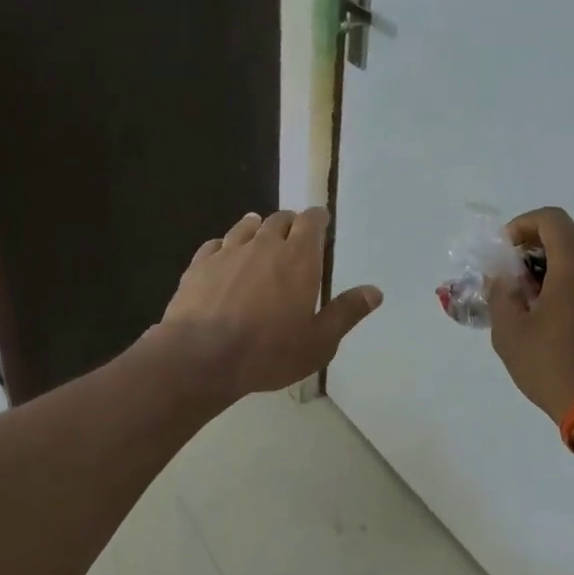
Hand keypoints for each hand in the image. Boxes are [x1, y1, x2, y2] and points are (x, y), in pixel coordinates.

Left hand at [158, 208, 383, 398]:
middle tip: (294, 235)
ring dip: (256, 228)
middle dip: (289, 223)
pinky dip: (225, 246)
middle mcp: (264, 244)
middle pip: (279, 219)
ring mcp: (228, 252)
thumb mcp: (319, 342)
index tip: (321, 221)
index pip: (311, 221)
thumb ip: (346, 313)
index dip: (317, 218)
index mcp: (298, 258)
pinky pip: (215, 244)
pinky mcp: (199, 265)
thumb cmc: (268, 352)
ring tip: (259, 234)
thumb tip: (374, 291)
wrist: (201, 356)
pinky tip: (223, 256)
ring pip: (246, 226)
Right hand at [486, 207, 573, 423]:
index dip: (522, 226)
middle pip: (568, 236)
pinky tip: (554, 316)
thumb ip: (500, 293)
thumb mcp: (510, 330)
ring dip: (554, 267)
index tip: (504, 252)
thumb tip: (503, 278)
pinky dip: (572, 284)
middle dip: (535, 248)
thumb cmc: (555, 365)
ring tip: (530, 299)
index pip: (550, 219)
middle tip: (512, 275)